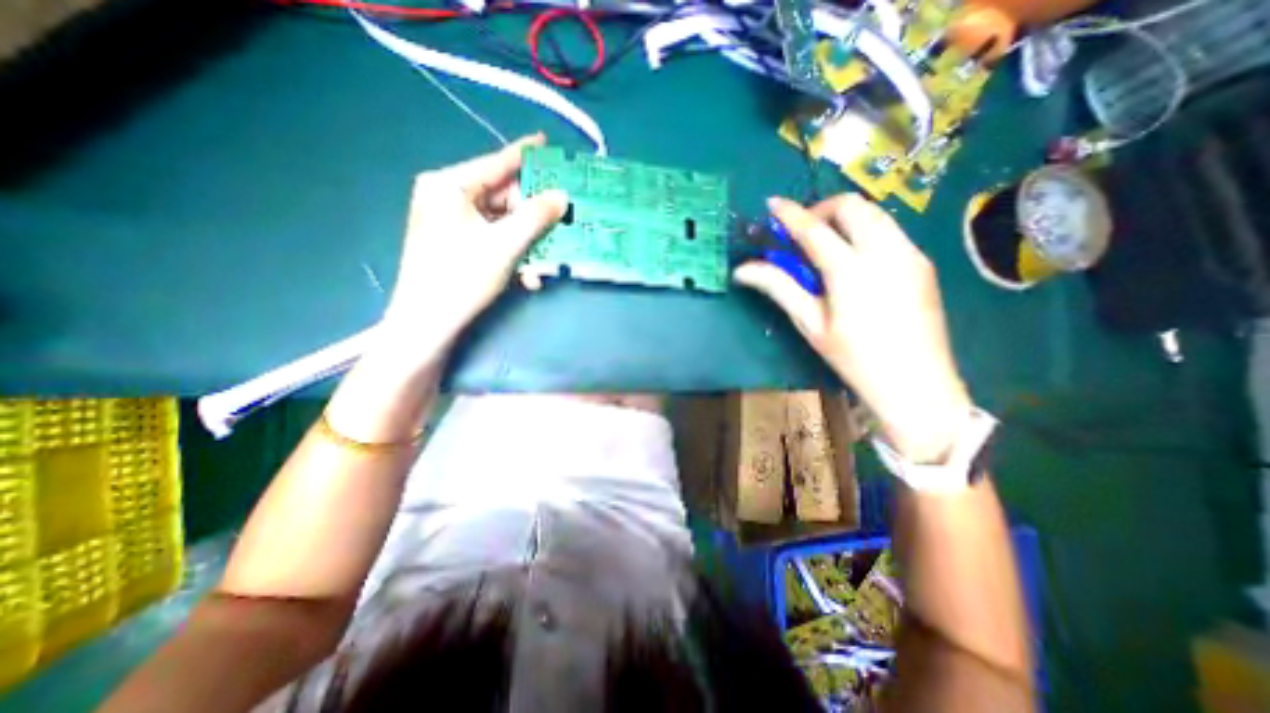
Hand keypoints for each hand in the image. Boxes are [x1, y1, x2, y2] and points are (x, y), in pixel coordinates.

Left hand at [373, 134, 567, 365]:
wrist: (428, 324)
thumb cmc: (462, 278)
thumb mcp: (505, 245)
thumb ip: (536, 217)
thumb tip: (562, 196)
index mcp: (449, 186)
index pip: (495, 163)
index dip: (525, 155)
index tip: (548, 143)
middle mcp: (446, 197)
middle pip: (501, 196)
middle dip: (532, 215)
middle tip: (560, 220)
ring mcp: (449, 221)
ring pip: (500, 222)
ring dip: (526, 241)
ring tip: (546, 258)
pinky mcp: (455, 243)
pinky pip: (492, 239)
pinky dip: (512, 254)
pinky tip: (527, 276)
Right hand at [736, 194, 973, 461]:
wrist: (917, 383)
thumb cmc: (854, 358)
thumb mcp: (811, 323)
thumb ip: (779, 288)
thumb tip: (743, 270)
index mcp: (851, 271)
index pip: (814, 229)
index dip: (790, 214)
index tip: (772, 204)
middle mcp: (885, 252)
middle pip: (852, 206)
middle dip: (822, 208)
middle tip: (802, 231)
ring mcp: (910, 254)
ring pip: (875, 212)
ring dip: (844, 217)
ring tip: (826, 243)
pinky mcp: (923, 261)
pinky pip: (889, 229)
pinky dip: (864, 230)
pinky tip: (854, 259)